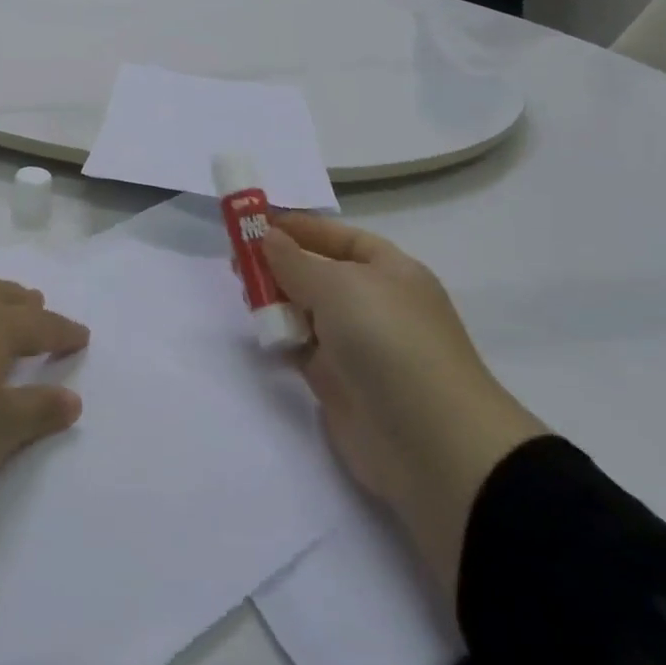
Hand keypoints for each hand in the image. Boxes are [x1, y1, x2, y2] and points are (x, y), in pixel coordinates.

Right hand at [264, 215, 546, 602]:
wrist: (428, 442)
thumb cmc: (387, 340)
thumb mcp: (338, 285)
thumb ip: (294, 260)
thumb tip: (266, 236)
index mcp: (388, 269)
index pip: (335, 237)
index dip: (296, 227)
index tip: (251, 223)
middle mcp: (373, 301)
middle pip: (316, 272)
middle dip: (278, 263)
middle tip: (236, 261)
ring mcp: (356, 343)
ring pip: (305, 309)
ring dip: (275, 299)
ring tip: (243, 293)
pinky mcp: (338, 381)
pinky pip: (301, 346)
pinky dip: (280, 336)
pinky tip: (260, 330)